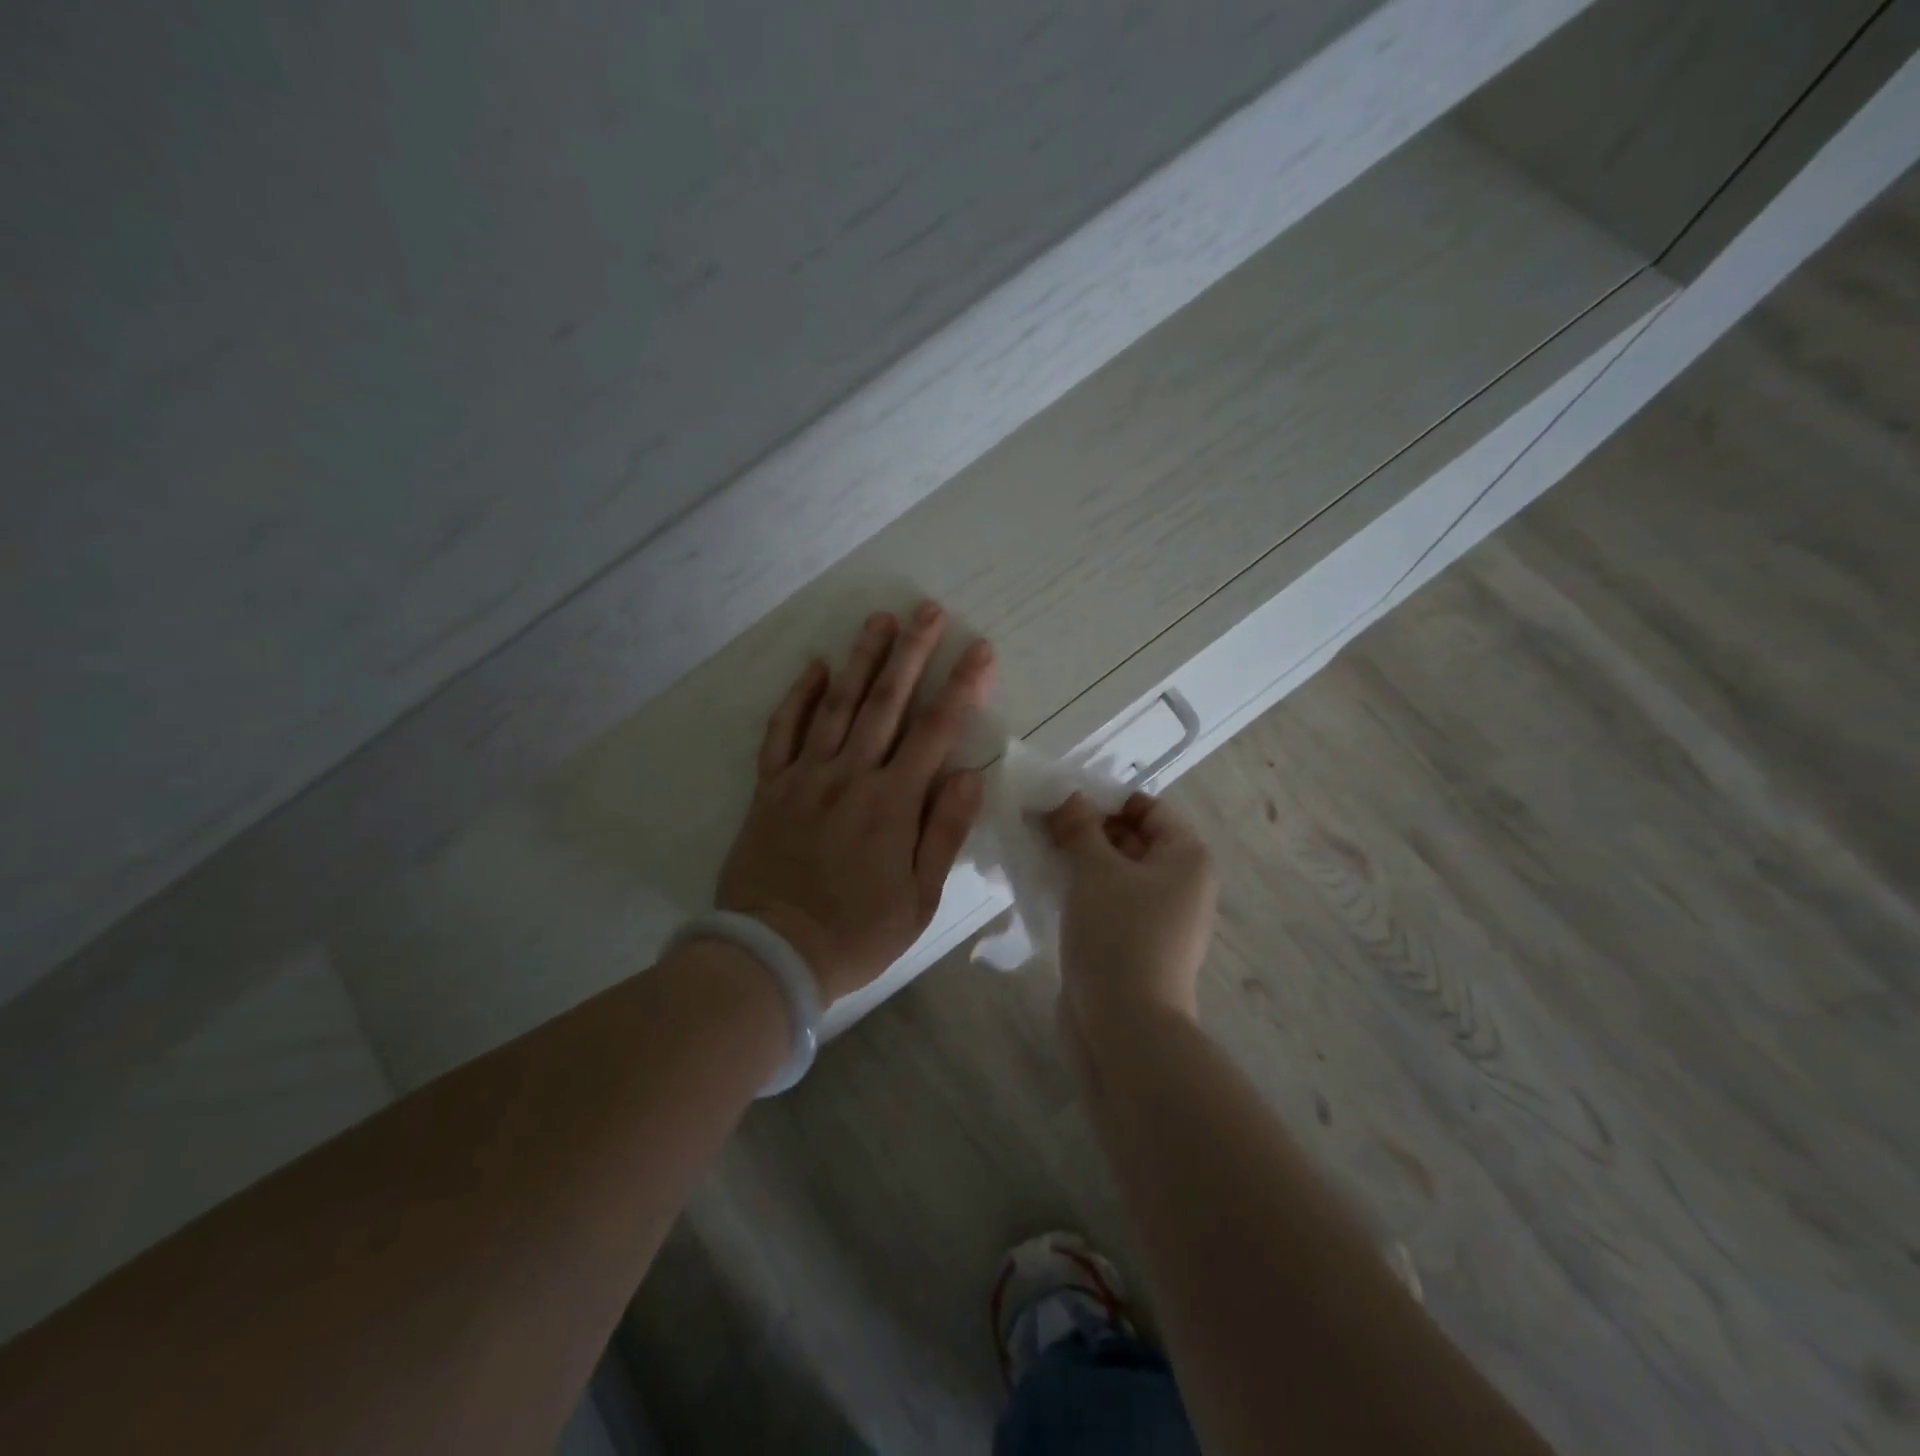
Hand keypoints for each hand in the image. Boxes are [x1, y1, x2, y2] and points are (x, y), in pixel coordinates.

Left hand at [718, 604, 994, 1004]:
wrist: (773, 954)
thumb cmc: (857, 933)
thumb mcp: (920, 898)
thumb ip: (943, 832)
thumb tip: (968, 775)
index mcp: (893, 803)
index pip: (936, 731)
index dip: (962, 687)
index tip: (979, 649)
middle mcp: (850, 776)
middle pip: (887, 702)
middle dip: (912, 652)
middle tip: (928, 610)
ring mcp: (806, 777)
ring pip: (837, 705)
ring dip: (861, 659)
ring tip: (879, 619)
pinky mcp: (771, 788)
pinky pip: (783, 732)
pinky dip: (798, 697)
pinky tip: (816, 666)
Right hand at [1044, 791, 1217, 1035]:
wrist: (1127, 1026)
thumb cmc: (1119, 933)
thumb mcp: (1095, 869)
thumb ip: (1080, 826)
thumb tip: (1069, 797)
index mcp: (1186, 857)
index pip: (1147, 808)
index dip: (1105, 800)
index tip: (1061, 802)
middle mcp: (1181, 883)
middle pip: (1131, 839)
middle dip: (1087, 829)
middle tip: (1040, 824)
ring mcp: (1159, 917)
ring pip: (1116, 872)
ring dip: (1080, 860)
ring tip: (1038, 851)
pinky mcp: (1135, 942)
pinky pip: (1109, 902)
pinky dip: (1082, 890)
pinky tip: (1048, 886)